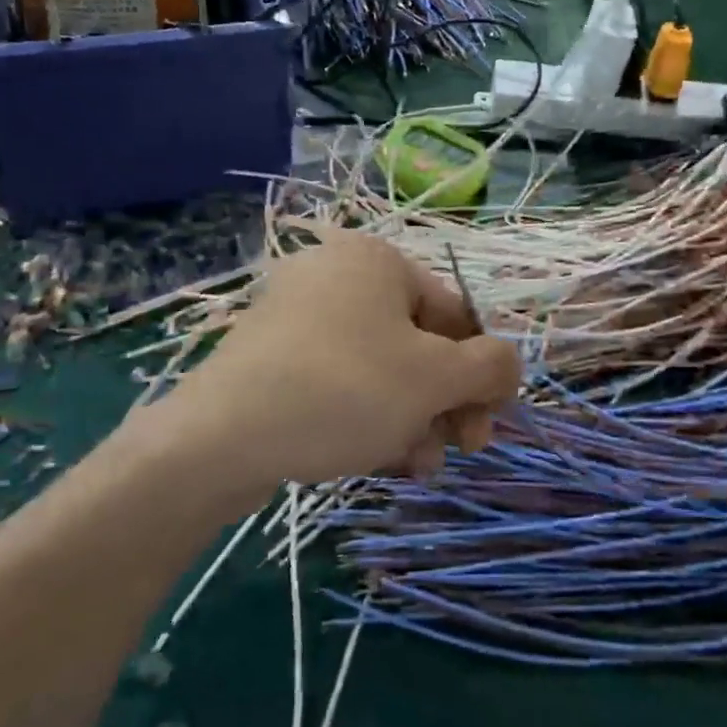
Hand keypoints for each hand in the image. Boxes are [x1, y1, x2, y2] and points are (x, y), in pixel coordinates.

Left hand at [153, 231, 520, 501]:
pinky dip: (368, 417)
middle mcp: (337, 276)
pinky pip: (340, 382)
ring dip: (413, 419)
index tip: (489, 424)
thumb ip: (490, 366)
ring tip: (416, 466)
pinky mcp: (273, 358)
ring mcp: (299, 316)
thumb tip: (508, 364)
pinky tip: (379, 460)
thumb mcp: (434, 378)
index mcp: (378, 260)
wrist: (218, 438)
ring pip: (382, 370)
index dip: (481, 371)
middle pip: (418, 344)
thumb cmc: (343, 390)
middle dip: (445, 403)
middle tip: (459, 451)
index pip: (456, 314)